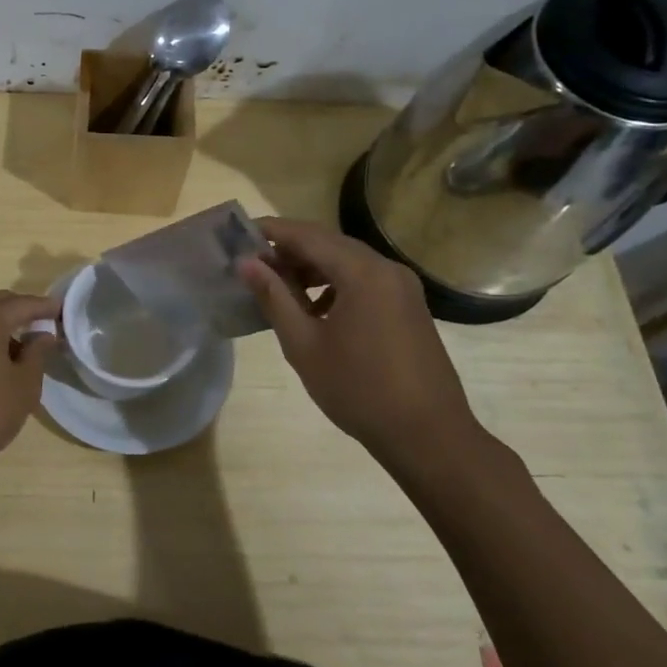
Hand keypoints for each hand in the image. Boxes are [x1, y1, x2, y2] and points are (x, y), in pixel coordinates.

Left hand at [0, 291, 57, 479]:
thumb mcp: (24, 385)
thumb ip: (37, 353)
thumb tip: (44, 335)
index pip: (22, 304)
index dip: (45, 306)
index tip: (63, 309)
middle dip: (23, 310)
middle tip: (46, 323)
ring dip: (4, 325)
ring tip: (26, 346)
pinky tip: (0, 360)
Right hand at [236, 216, 481, 464]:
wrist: (427, 435)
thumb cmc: (358, 389)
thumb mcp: (304, 344)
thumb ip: (274, 298)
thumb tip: (245, 263)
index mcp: (362, 273)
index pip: (307, 236)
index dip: (271, 231)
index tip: (239, 234)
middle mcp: (387, 269)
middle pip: (330, 243)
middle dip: (290, 249)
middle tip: (253, 262)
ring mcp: (403, 287)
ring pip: (348, 261)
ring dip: (312, 266)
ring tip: (279, 286)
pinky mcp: (409, 306)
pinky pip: (365, 279)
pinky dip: (336, 283)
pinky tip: (316, 309)